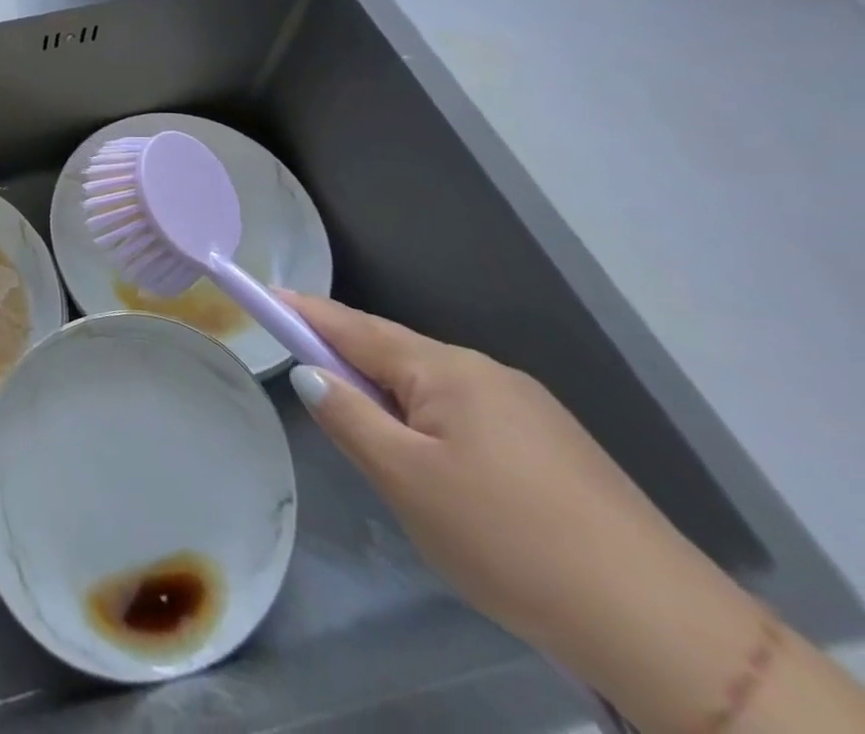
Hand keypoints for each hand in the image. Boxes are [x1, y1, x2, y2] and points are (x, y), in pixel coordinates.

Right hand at [280, 293, 711, 656]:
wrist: (664, 629)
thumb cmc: (508, 539)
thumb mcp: (406, 480)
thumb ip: (348, 417)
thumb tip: (311, 373)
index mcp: (446, 369)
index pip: (354, 326)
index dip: (303, 312)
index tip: (261, 296)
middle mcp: (486, 372)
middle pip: (393, 354)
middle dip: (349, 364)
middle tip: (311, 388)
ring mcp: (528, 409)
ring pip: (431, 390)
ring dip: (391, 402)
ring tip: (376, 448)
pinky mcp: (555, 449)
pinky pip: (466, 417)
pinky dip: (431, 427)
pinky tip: (439, 473)